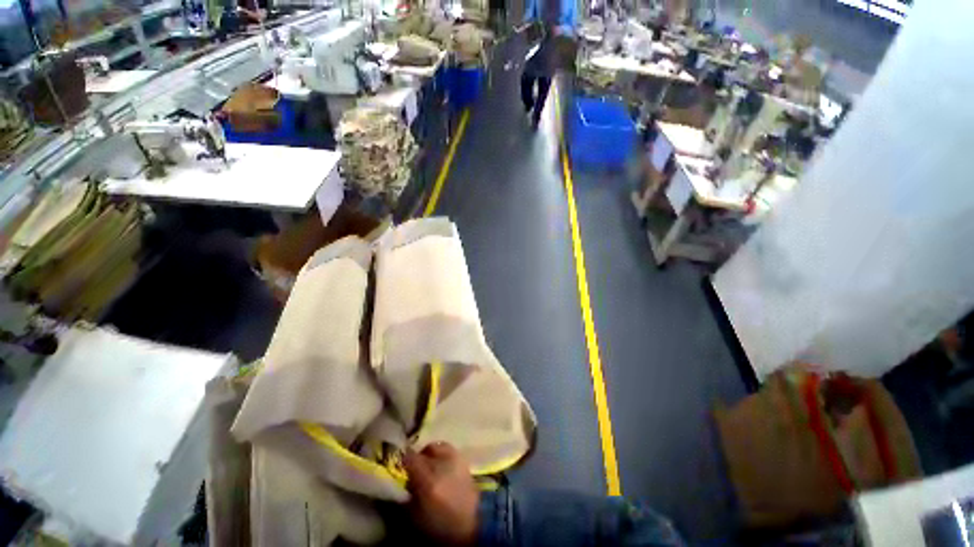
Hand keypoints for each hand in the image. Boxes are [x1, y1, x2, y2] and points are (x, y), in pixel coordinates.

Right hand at [403, 442, 479, 545]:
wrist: (473, 522)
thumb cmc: (441, 525)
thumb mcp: (416, 517)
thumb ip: (407, 495)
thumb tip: (402, 481)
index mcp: (428, 480)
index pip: (411, 458)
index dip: (403, 460)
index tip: (399, 466)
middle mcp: (441, 464)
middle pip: (424, 450)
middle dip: (418, 458)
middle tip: (414, 469)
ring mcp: (454, 458)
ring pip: (436, 446)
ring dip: (430, 454)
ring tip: (428, 466)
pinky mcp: (462, 458)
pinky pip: (447, 448)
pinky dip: (441, 453)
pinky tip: (440, 465)